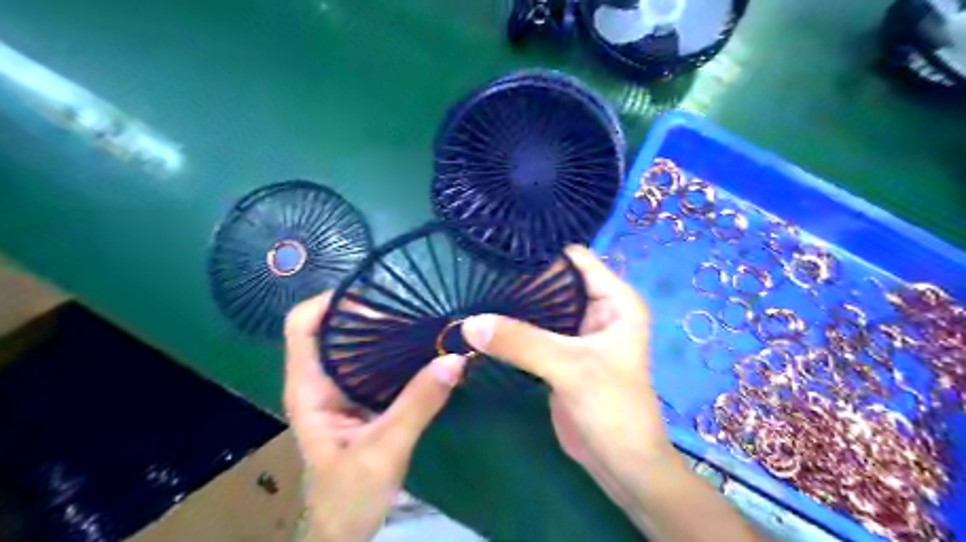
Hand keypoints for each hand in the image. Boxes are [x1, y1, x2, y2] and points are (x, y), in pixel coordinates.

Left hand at [285, 292, 465, 541]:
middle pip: (333, 327)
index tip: (374, 292)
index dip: (330, 301)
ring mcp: (341, 388)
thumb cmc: (350, 495)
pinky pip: (375, 362)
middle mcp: (321, 379)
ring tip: (420, 316)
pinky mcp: (362, 398)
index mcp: (309, 387)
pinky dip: (395, 349)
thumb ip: (418, 404)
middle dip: (366, 310)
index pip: (302, 325)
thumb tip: (454, 358)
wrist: (345, 529)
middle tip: (410, 302)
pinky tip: (421, 345)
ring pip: (356, 343)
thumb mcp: (385, 449)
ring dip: (384, 328)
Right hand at [458, 247, 672, 505]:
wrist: (620, 463)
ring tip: (472, 291)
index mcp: (615, 299)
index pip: (574, 259)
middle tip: (476, 271)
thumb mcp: (569, 367)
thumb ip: (521, 341)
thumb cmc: (612, 408)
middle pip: (553, 281)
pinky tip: (483, 320)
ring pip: (540, 306)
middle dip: (520, 278)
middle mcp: (597, 308)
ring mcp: (576, 331)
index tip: (497, 249)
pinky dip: (512, 327)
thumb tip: (469, 322)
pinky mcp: (559, 352)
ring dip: (512, 303)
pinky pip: (532, 329)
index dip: (540, 253)